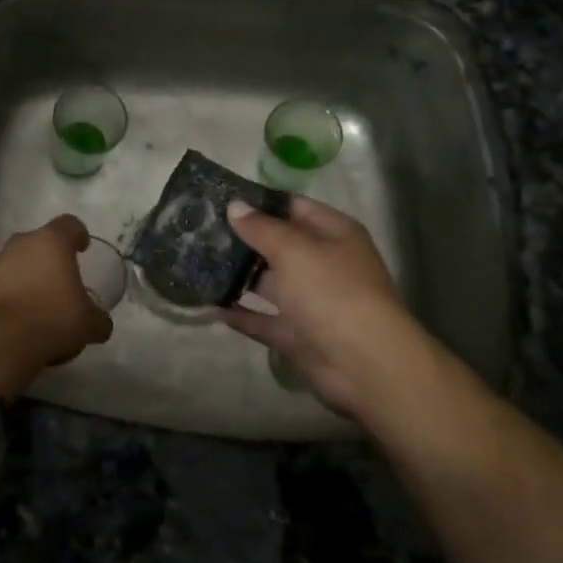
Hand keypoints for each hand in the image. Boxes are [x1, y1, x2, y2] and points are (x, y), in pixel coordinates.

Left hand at [0, 215, 113, 398]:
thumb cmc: (53, 319)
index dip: (78, 234)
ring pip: (18, 261)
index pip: (69, 224)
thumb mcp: (89, 324)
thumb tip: (101, 323)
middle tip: (62, 278)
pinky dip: (12, 292)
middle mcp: (22, 244)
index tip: (83, 248)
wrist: (2, 342)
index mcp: (52, 242)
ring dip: (29, 274)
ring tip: (40, 299)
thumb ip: (98, 319)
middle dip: (50, 257)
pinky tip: (21, 314)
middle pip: (40, 242)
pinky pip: (3, 282)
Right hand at [219, 196, 430, 417]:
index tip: (221, 198)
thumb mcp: (294, 250)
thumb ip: (261, 228)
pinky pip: (264, 320)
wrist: (363, 364)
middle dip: (244, 239)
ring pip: (270, 283)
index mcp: (333, 234)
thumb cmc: (331, 291)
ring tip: (198, 263)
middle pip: (279, 245)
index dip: (260, 202)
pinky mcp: (298, 335)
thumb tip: (235, 206)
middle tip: (200, 230)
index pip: (294, 207)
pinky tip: (211, 306)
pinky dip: (242, 315)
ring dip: (239, 277)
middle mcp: (324, 264)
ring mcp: (312, 302)